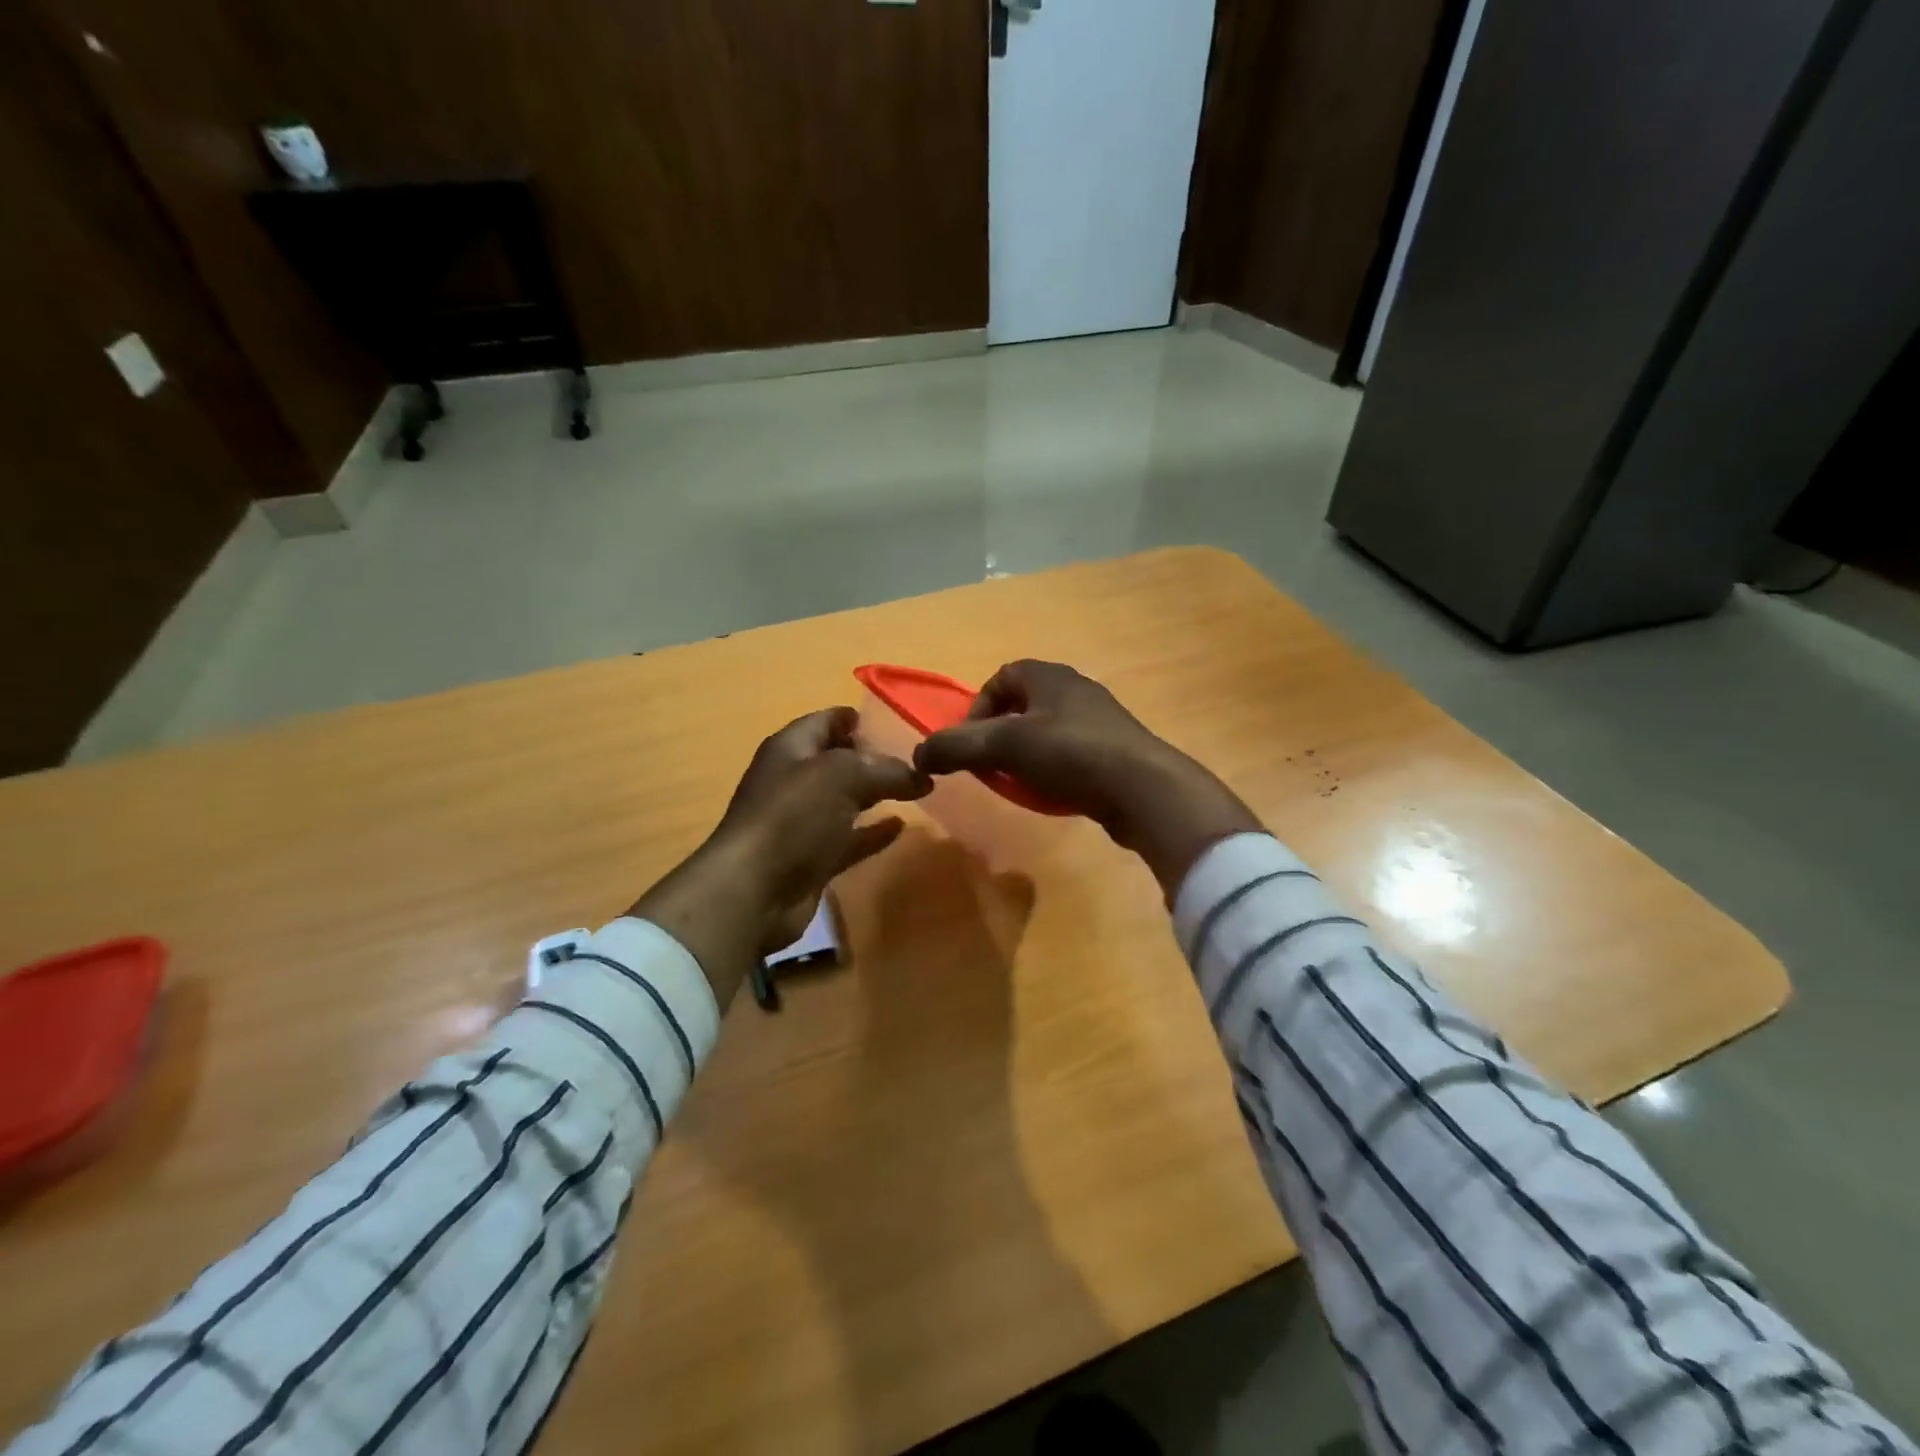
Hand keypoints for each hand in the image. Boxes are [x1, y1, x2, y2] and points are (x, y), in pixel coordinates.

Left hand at [630, 707, 930, 1008]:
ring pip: (844, 801)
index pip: (826, 721)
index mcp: (791, 749)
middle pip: (837, 761)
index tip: (893, 722)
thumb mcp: (844, 776)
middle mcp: (793, 781)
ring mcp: (800, 823)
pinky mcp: (811, 860)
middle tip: (915, 759)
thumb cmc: (793, 816)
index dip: (855, 719)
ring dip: (874, 795)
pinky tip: (900, 826)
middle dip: (873, 758)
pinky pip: (848, 839)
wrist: (754, 891)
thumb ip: (885, 769)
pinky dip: (872, 832)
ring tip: (916, 790)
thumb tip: (920, 775)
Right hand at [913, 660, 1260, 895]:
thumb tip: (917, 756)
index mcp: (1048, 676)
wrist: (1143, 788)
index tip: (970, 741)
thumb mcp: (1004, 747)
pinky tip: (1052, 794)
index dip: (977, 707)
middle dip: (999, 735)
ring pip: (1046, 732)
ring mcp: (1099, 719)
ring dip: (1025, 755)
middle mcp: (1074, 689)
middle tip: (990, 765)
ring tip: (1019, 784)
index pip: (1000, 677)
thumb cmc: (1070, 753)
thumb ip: (956, 747)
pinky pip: (1070, 754)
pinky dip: (1052, 770)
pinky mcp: (1114, 750)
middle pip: (1022, 705)